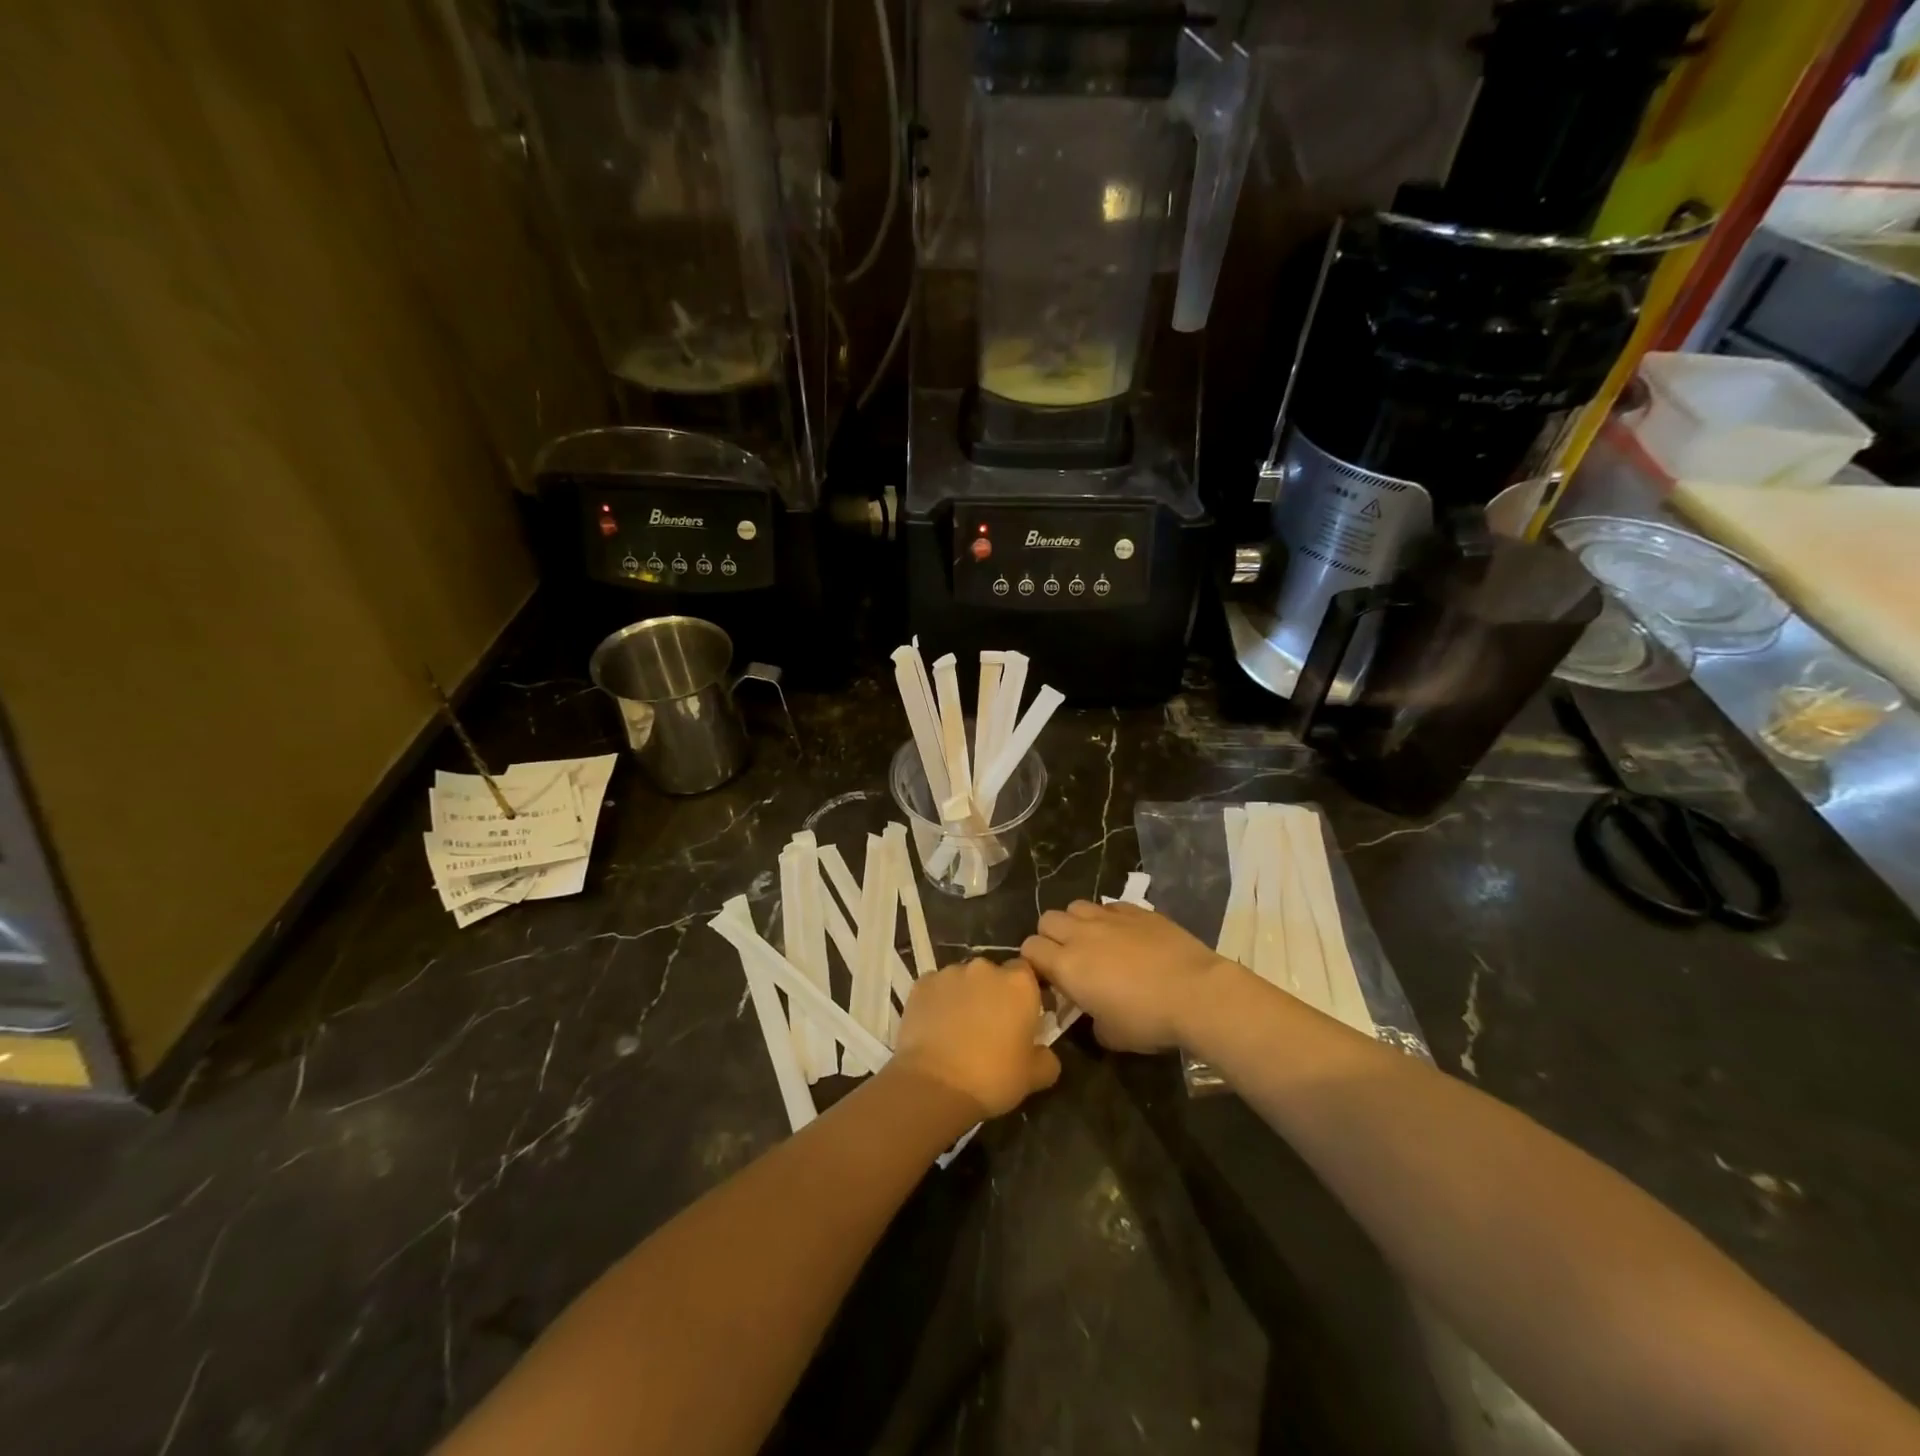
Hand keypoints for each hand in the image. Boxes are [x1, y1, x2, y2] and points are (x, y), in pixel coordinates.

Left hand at [890, 958, 1059, 1117]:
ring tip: (957, 1029)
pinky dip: (938, 1001)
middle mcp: (985, 968)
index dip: (1024, 994)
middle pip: (994, 975)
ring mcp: (950, 972)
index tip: (1021, 1017)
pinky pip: (936, 988)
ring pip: (963, 980)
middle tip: (989, 1026)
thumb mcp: (1034, 1077)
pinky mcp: (922, 983)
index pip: (1027, 974)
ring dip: (965, 996)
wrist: (934, 1085)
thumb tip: (1045, 1053)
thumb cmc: (992, 1078)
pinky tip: (935, 1027)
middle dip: (993, 994)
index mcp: (1019, 983)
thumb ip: (1047, 1058)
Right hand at [1021, 901, 1232, 1052]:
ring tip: (1094, 942)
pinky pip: (1109, 906)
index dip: (1034, 962)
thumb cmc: (1148, 1020)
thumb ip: (1090, 1020)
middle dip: (1050, 936)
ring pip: (1076, 906)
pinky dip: (1108, 918)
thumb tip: (1091, 1014)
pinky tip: (1124, 934)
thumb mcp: (1110, 1035)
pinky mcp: (1137, 910)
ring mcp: (1109, 917)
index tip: (1048, 979)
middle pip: (1047, 919)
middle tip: (1068, 959)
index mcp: (1066, 966)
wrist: (1196, 993)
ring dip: (1077, 922)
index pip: (1029, 948)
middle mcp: (1081, 934)